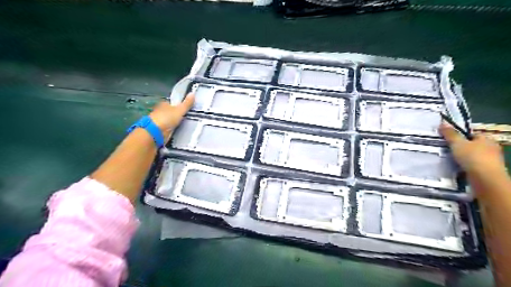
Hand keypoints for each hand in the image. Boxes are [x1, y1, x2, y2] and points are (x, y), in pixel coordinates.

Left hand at [150, 93, 195, 140]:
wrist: (156, 132)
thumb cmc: (167, 118)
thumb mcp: (180, 110)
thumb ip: (187, 103)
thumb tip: (193, 93)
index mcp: (163, 104)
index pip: (171, 103)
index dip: (177, 106)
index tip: (184, 109)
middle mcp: (159, 111)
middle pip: (169, 112)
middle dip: (175, 115)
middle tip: (185, 118)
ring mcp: (158, 121)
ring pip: (168, 120)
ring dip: (173, 123)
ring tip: (183, 126)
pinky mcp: (158, 130)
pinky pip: (167, 128)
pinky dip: (170, 129)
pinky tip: (176, 131)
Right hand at [439, 121, 506, 179]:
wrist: (485, 179)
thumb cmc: (473, 157)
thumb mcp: (457, 143)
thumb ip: (450, 134)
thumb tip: (443, 123)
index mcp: (486, 138)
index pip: (471, 134)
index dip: (459, 136)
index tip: (447, 140)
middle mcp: (491, 148)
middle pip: (471, 145)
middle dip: (460, 148)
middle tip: (446, 150)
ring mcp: (490, 160)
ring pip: (472, 156)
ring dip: (462, 158)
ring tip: (448, 160)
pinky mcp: (486, 171)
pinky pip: (472, 166)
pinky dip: (465, 167)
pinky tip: (456, 168)